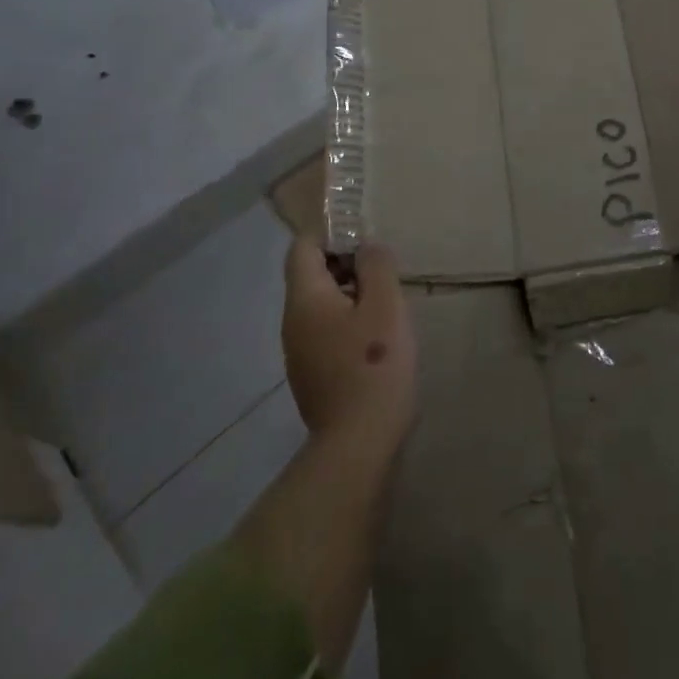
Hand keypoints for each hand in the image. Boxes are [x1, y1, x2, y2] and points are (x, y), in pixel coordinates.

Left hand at [282, 237, 416, 453]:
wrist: (357, 443)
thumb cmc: (374, 364)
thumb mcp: (385, 305)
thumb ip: (376, 266)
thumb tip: (366, 247)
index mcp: (305, 299)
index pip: (302, 248)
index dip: (331, 234)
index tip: (365, 239)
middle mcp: (292, 322)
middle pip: (310, 275)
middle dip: (345, 264)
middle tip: (384, 271)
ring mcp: (298, 352)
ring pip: (320, 305)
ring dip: (350, 294)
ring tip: (386, 303)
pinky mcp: (312, 375)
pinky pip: (325, 331)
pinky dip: (347, 321)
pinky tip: (377, 338)